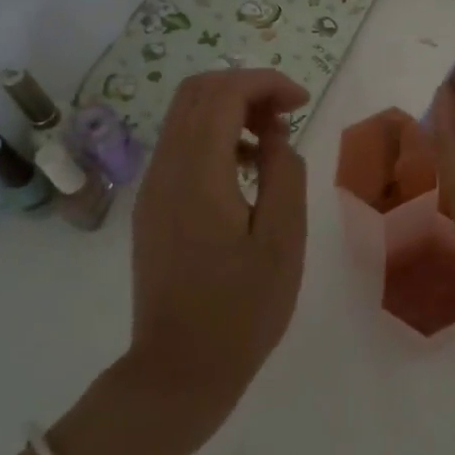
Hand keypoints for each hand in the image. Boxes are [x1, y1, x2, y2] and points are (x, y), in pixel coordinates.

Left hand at [126, 68, 310, 425]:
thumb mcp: (282, 240)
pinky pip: (181, 147)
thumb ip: (284, 173)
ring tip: (272, 144)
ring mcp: (153, 189)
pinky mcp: (153, 207)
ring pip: (185, 117)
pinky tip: (246, 172)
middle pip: (196, 93)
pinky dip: (216, 137)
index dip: (265, 83)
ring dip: (231, 111)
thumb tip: (275, 135)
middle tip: (287, 116)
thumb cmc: (242, 310)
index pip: (223, 94)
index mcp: (197, 175)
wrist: (179, 371)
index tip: (302, 103)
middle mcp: (165, 171)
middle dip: (246, 89)